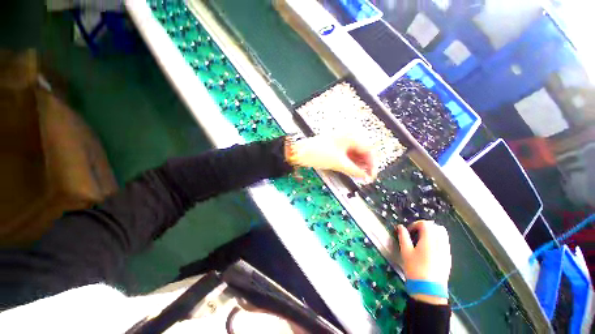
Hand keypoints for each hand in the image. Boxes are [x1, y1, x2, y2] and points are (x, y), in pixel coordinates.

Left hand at [291, 135, 376, 181]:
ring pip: (355, 154)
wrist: (299, 152)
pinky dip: (350, 163)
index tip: (372, 176)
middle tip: (366, 178)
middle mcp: (347, 137)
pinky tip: (352, 170)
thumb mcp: (338, 163)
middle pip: (362, 152)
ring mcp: (341, 142)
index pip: (368, 150)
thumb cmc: (318, 153)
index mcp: (351, 137)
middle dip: (365, 165)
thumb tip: (365, 177)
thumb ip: (354, 171)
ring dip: (358, 165)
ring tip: (360, 176)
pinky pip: (347, 155)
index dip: (372, 164)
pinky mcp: (335, 147)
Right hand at [397, 221, 450, 304]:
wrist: (429, 290)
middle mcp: (440, 244)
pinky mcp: (448, 259)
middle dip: (426, 227)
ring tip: (423, 241)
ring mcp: (446, 252)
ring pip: (443, 236)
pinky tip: (429, 250)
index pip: (426, 224)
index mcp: (429, 241)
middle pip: (437, 228)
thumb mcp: (405, 252)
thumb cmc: (415, 269)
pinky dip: (438, 241)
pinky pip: (445, 244)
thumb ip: (403, 237)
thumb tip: (400, 227)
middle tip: (417, 233)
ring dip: (433, 234)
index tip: (409, 230)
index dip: (416, 224)